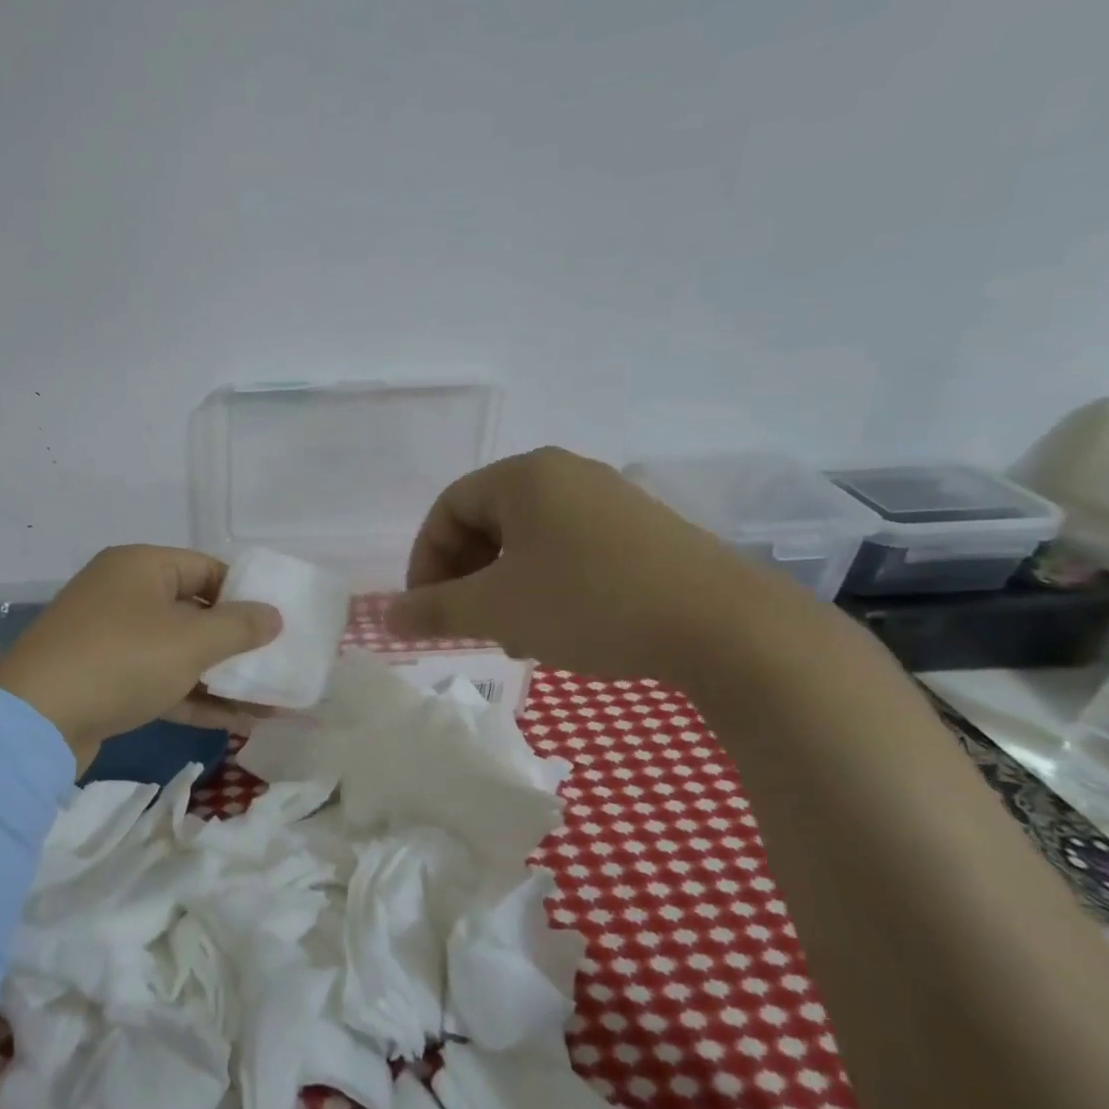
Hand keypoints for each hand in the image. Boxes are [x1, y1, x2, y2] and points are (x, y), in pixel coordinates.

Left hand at [0, 545, 282, 769]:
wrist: (35, 720)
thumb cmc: (122, 660)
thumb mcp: (191, 641)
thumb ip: (239, 626)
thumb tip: (274, 615)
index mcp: (140, 566)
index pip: (207, 568)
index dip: (245, 594)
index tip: (276, 624)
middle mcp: (123, 594)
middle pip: (194, 611)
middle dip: (237, 642)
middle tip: (276, 663)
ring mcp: (110, 638)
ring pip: (178, 652)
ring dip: (221, 676)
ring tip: (268, 700)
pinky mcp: (103, 679)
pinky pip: (159, 679)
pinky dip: (194, 696)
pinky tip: (236, 722)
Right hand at [387, 447, 826, 684]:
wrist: (724, 627)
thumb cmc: (590, 603)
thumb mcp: (496, 610)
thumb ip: (432, 610)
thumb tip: (384, 618)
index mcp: (524, 476)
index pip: (447, 508)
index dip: (425, 559)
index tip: (427, 608)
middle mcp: (565, 474)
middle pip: (487, 521)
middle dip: (466, 576)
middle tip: (467, 623)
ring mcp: (609, 499)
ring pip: (527, 540)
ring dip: (503, 586)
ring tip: (511, 634)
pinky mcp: (642, 530)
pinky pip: (568, 548)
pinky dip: (545, 584)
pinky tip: (558, 627)